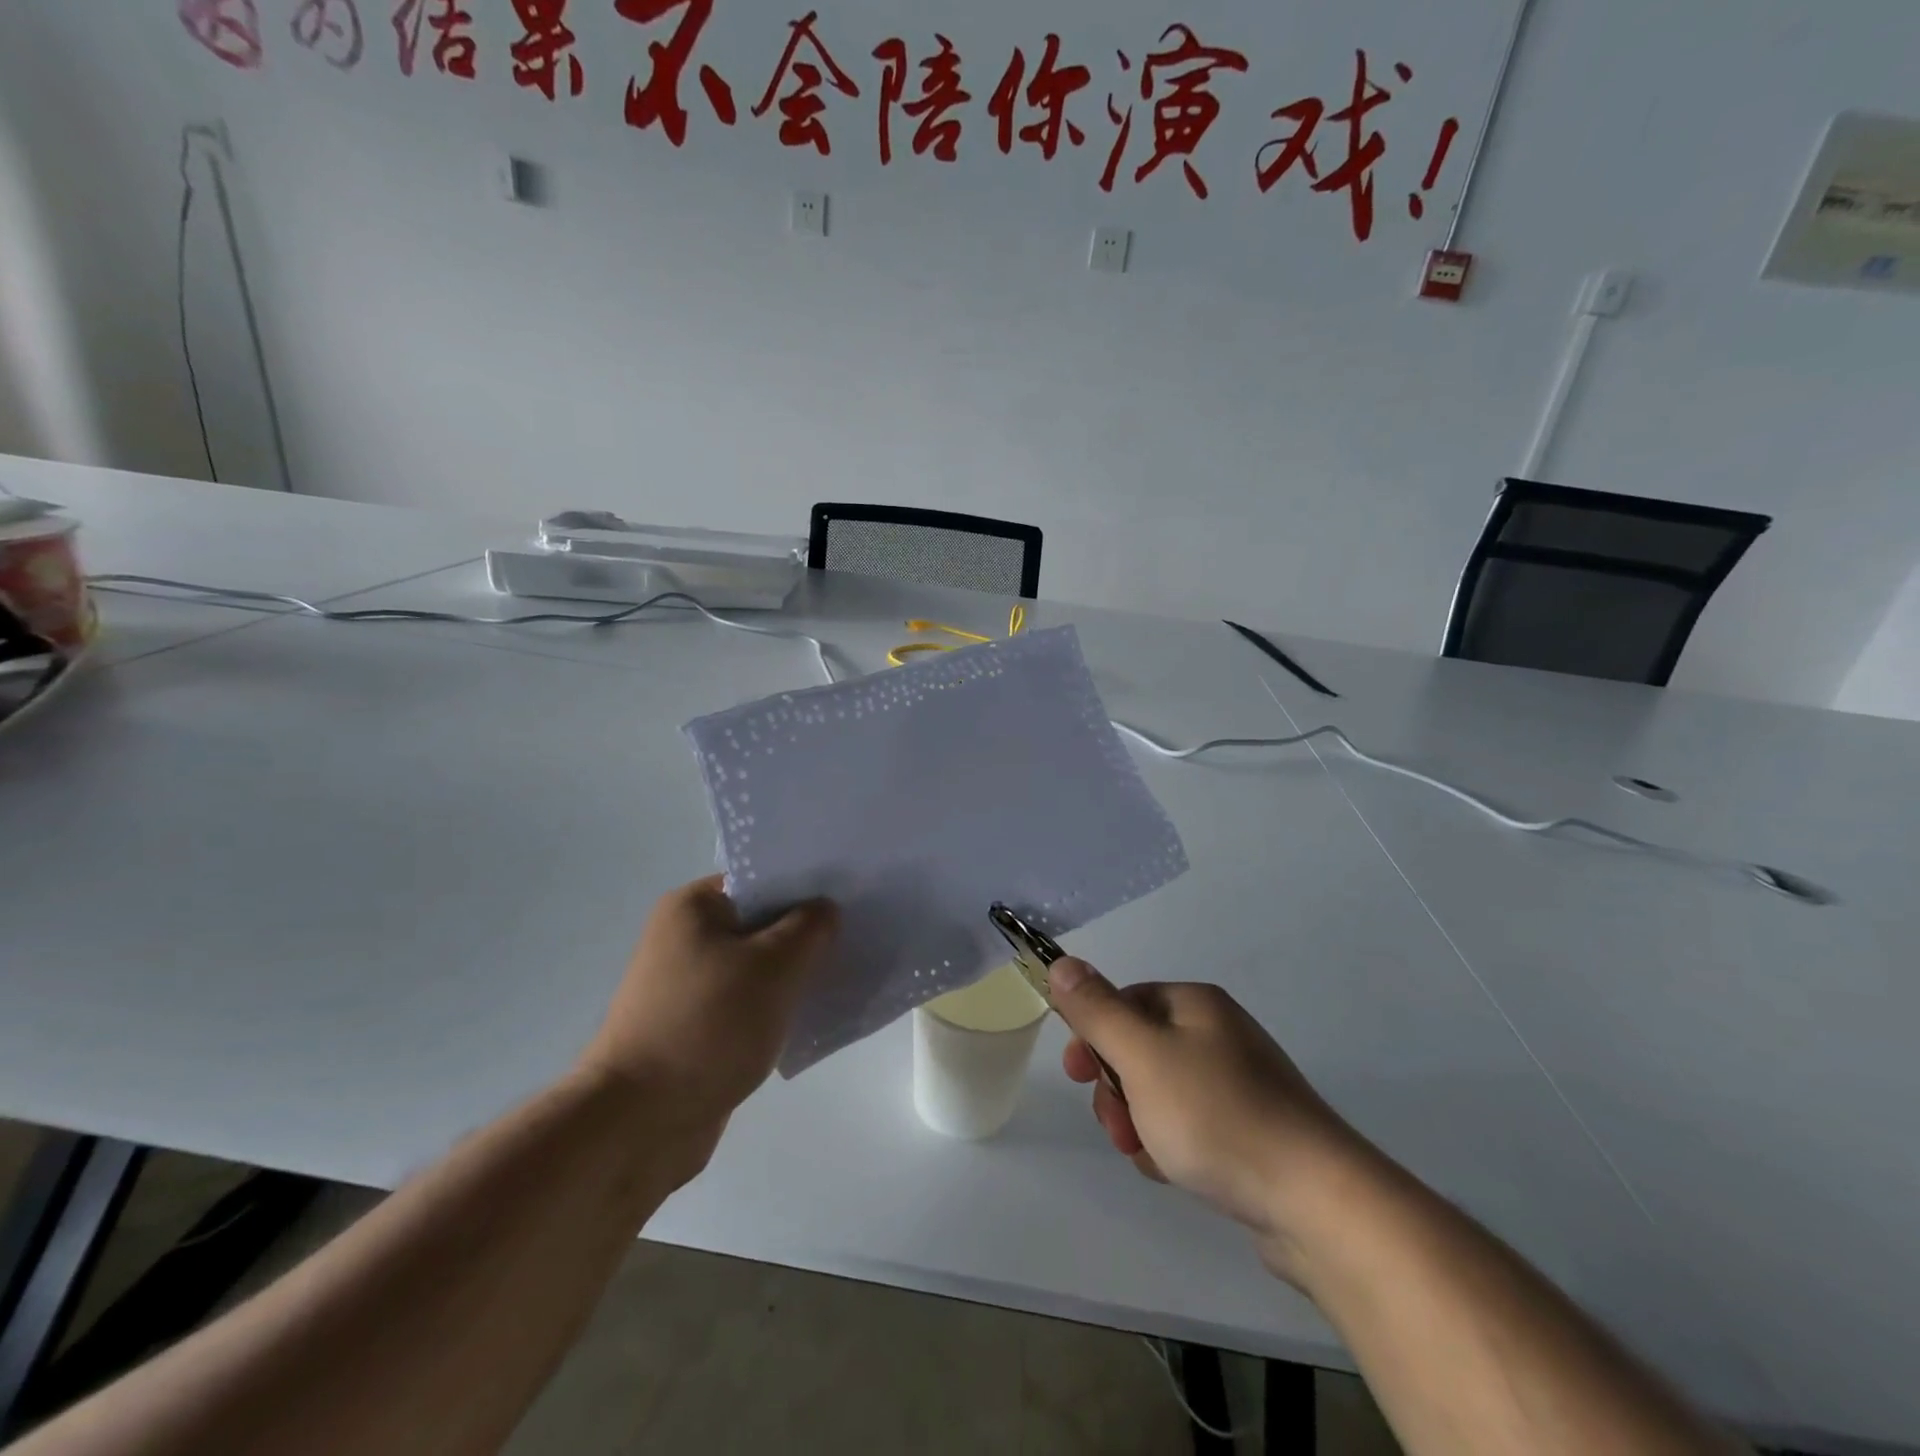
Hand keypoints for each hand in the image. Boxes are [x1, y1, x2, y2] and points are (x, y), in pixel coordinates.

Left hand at [576, 877, 836, 1174]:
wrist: (638, 1124)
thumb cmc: (708, 1026)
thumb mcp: (774, 966)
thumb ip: (810, 927)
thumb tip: (825, 910)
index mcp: (693, 907)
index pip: (761, 879)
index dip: (807, 886)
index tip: (850, 898)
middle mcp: (684, 937)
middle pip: (761, 922)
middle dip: (805, 933)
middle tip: (856, 937)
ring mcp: (687, 985)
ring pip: (757, 966)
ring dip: (793, 974)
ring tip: (841, 976)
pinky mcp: (695, 1027)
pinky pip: (747, 1003)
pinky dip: (776, 1007)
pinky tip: (811, 1017)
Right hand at [1048, 960, 1371, 1281]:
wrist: (1316, 1203)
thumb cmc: (1217, 1116)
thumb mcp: (1142, 1057)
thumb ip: (1097, 1010)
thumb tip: (1061, 962)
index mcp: (1195, 1005)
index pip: (1124, 1002)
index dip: (1093, 1035)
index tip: (1077, 1075)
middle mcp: (1218, 1034)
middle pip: (1139, 1049)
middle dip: (1116, 1088)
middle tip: (1119, 1126)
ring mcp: (1238, 1084)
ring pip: (1159, 1092)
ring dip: (1139, 1122)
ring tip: (1148, 1155)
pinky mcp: (1249, 1131)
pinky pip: (1189, 1125)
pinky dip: (1172, 1145)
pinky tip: (1177, 1173)